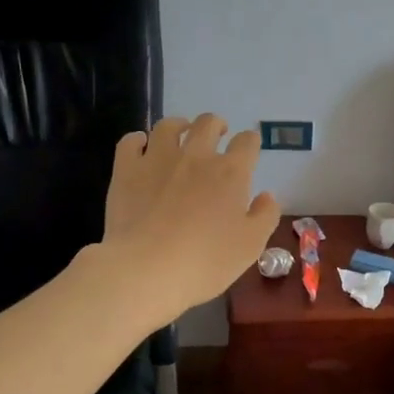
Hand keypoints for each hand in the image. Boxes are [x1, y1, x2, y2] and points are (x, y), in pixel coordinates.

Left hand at [100, 114, 280, 326]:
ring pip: (168, 126)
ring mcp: (158, 159)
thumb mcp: (251, 246)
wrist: (146, 270)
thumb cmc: (206, 261)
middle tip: (218, 134)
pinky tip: (141, 146)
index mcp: (231, 172)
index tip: (249, 150)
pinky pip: (130, 142)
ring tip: (180, 134)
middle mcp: (196, 156)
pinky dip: (137, 140)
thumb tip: (266, 195)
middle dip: (216, 125)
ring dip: (178, 125)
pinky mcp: (126, 170)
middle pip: (208, 124)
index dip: (250, 142)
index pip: (247, 142)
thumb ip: (265, 216)